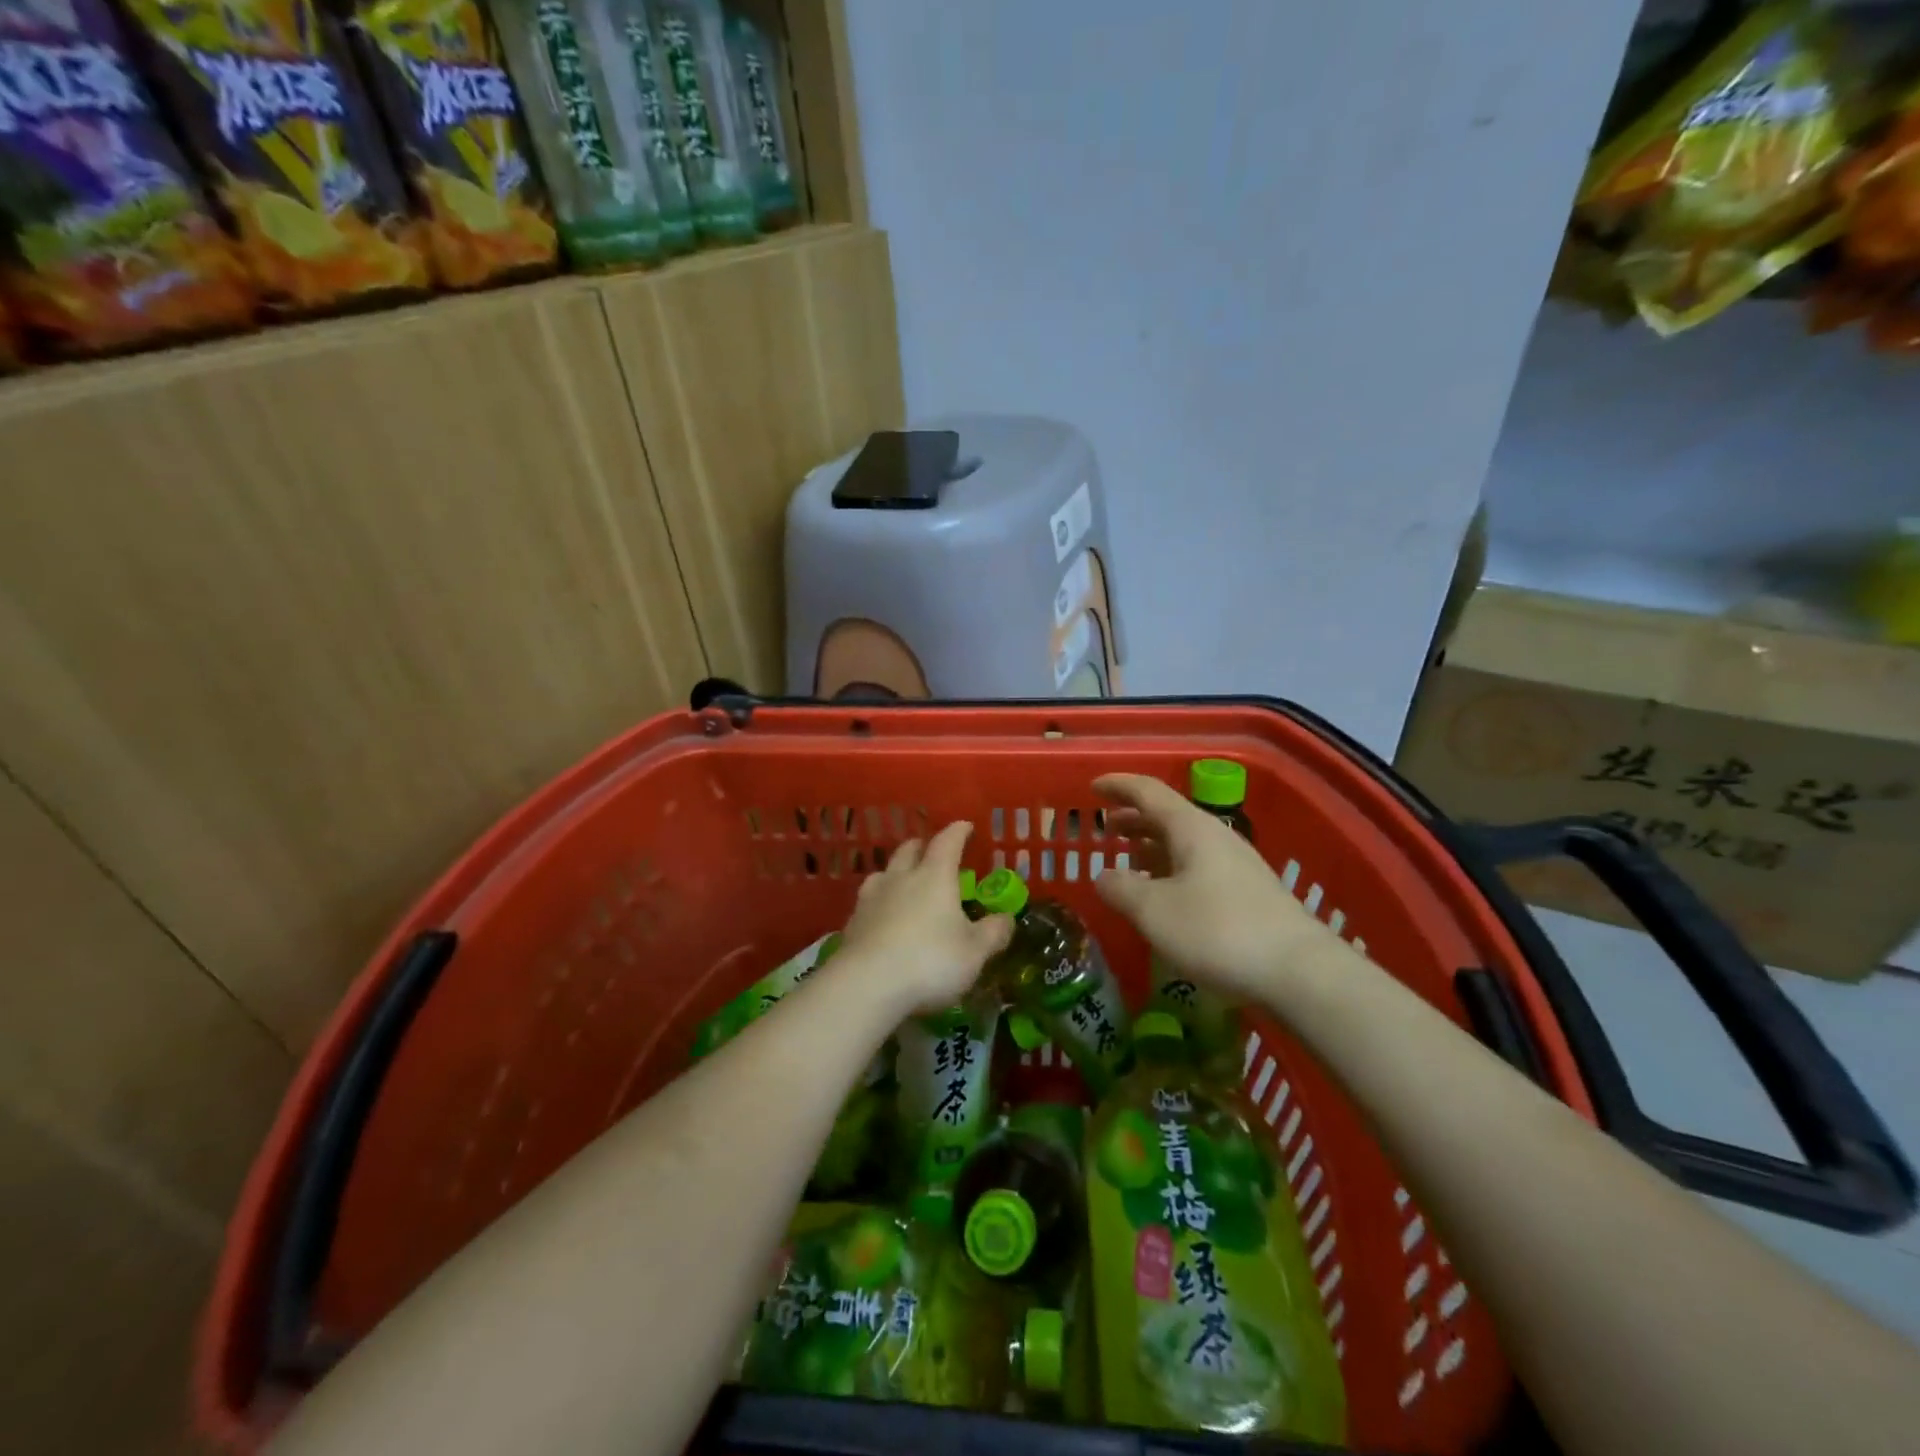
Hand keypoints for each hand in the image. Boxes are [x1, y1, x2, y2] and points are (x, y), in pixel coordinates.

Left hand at [836, 821, 1011, 1016]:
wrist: (866, 985)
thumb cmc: (930, 961)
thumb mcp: (975, 952)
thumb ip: (993, 933)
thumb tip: (1007, 918)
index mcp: (934, 876)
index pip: (947, 842)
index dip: (958, 832)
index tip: (965, 826)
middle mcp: (900, 878)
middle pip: (909, 851)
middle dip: (922, 847)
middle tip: (932, 852)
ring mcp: (871, 899)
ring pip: (883, 874)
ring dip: (895, 873)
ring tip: (903, 883)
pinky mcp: (852, 923)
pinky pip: (867, 903)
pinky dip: (879, 904)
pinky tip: (883, 919)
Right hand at [1093, 774, 1355, 1005]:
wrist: (1299, 971)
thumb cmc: (1218, 932)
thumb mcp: (1154, 912)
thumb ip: (1121, 889)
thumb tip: (1103, 876)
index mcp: (1191, 828)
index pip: (1148, 792)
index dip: (1118, 786)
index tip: (1093, 787)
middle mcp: (1215, 837)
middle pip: (1168, 815)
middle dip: (1134, 818)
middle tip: (1107, 827)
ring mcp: (1236, 865)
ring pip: (1184, 842)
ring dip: (1153, 845)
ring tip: (1130, 859)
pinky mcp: (1247, 893)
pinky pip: (1198, 866)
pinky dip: (1171, 868)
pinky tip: (1165, 893)